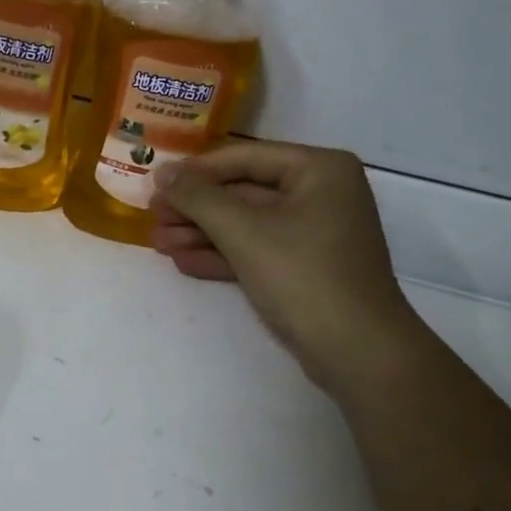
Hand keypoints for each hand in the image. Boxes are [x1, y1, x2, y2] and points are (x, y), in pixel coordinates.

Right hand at [153, 140, 421, 387]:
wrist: (358, 352)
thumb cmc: (303, 277)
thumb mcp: (243, 232)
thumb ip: (198, 197)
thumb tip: (161, 171)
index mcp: (319, 169)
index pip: (244, 158)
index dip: (195, 172)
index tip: (154, 184)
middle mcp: (320, 193)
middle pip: (243, 191)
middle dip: (195, 208)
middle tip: (152, 218)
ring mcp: (314, 233)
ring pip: (247, 224)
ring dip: (202, 234)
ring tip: (157, 244)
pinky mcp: (305, 267)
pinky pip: (257, 250)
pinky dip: (223, 255)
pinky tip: (183, 262)